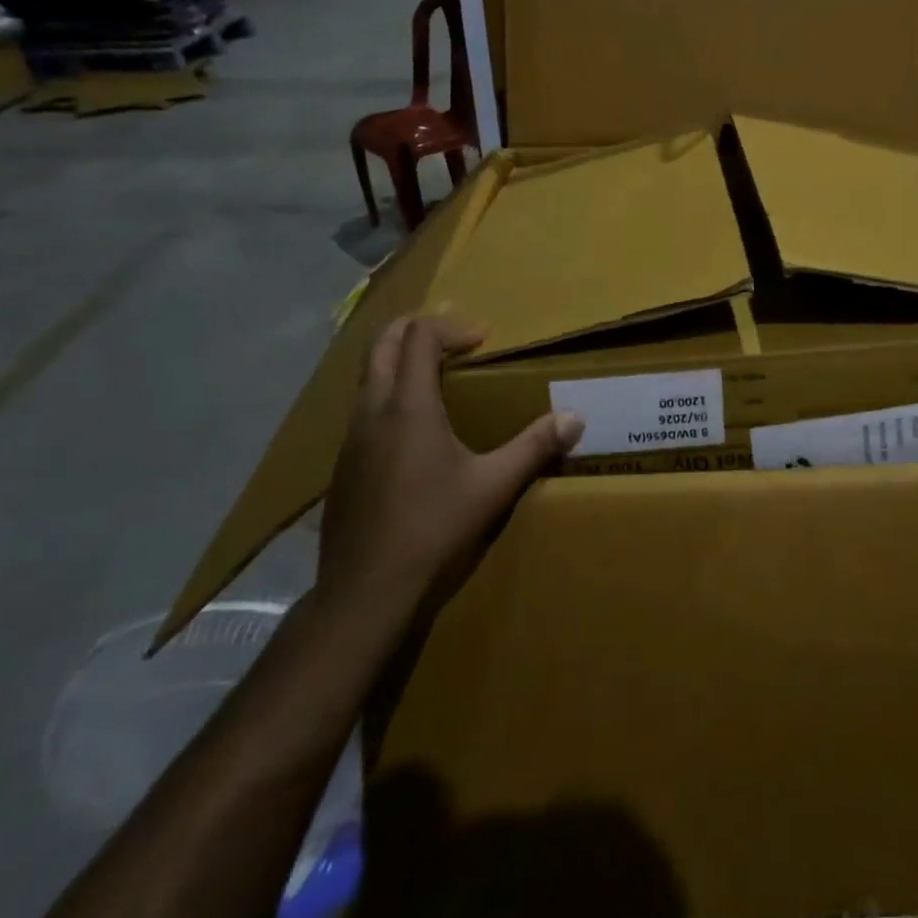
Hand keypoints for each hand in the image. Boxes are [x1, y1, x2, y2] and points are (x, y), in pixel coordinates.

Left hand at [317, 316, 584, 626]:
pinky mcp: (342, 466)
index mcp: (408, 406)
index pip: (419, 337)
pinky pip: (364, 410)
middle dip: (415, 328)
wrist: (365, 591)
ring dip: (398, 362)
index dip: (450, 326)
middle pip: (381, 344)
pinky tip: (414, 431)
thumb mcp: (493, 486)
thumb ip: (534, 447)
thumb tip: (575, 418)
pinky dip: (389, 396)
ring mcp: (350, 439)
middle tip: (453, 336)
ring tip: (436, 376)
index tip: (482, 338)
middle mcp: (372, 411)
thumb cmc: (433, 529)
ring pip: (368, 377)